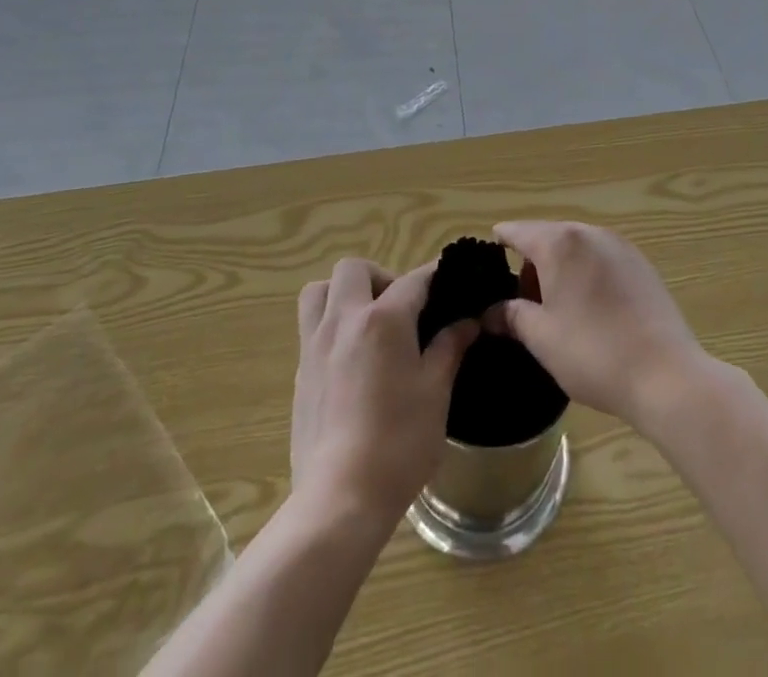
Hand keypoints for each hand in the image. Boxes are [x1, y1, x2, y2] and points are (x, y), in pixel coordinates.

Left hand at [291, 258, 478, 526]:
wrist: (340, 498)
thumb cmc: (399, 443)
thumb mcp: (436, 392)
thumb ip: (449, 348)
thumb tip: (467, 321)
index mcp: (383, 320)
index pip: (414, 280)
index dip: (436, 276)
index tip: (452, 279)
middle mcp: (344, 320)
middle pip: (354, 269)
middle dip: (381, 276)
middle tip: (402, 308)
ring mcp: (315, 344)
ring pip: (319, 290)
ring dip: (344, 292)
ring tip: (367, 321)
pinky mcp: (301, 372)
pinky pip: (310, 325)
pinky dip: (330, 323)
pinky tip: (351, 357)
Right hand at [489, 221, 709, 431]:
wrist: (666, 375)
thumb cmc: (593, 353)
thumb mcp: (542, 338)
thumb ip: (511, 316)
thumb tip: (490, 312)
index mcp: (560, 243)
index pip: (518, 231)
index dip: (500, 242)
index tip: (487, 260)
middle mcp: (589, 232)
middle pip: (549, 237)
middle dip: (532, 263)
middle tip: (523, 302)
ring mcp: (620, 246)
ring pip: (577, 247)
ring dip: (561, 268)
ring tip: (557, 307)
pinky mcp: (642, 264)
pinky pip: (602, 258)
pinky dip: (587, 273)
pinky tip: (591, 308)